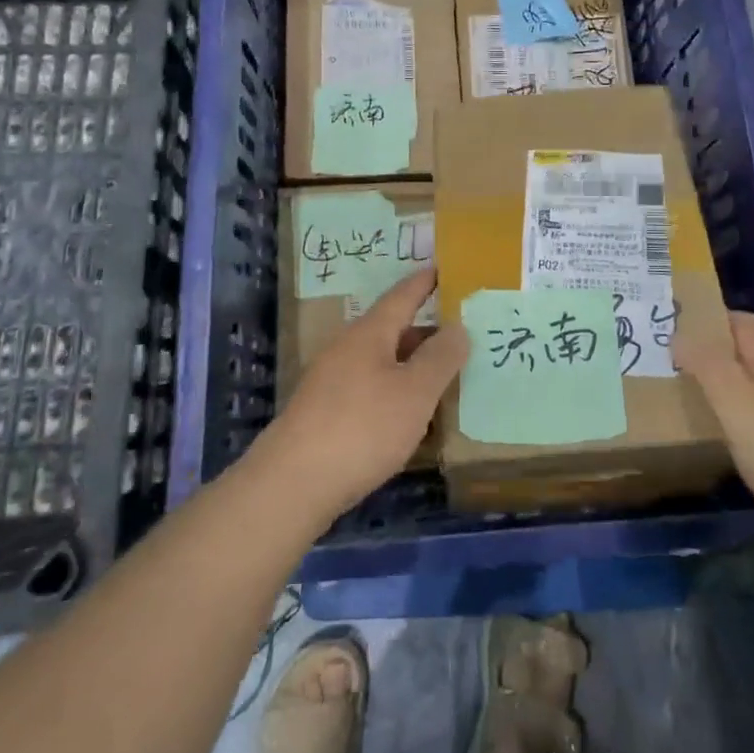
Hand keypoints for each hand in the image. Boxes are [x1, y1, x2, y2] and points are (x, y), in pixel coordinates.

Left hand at [254, 267, 468, 524]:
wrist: (292, 484)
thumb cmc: (362, 427)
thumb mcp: (414, 392)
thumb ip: (440, 358)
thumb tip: (458, 327)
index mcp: (369, 333)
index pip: (402, 296)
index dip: (425, 282)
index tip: (444, 268)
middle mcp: (347, 349)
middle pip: (392, 330)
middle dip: (426, 331)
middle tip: (462, 333)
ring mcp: (331, 382)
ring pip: (381, 362)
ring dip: (411, 365)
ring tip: (445, 375)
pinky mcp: (324, 414)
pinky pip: (369, 389)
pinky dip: (395, 391)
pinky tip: (410, 415)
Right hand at [678, 311, 753, 554]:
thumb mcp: (740, 409)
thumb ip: (710, 369)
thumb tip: (681, 335)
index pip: (743, 323)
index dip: (710, 321)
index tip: (674, 333)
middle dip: (717, 358)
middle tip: (677, 374)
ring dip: (733, 391)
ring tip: (700, 409)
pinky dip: (752, 422)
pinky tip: (740, 447)